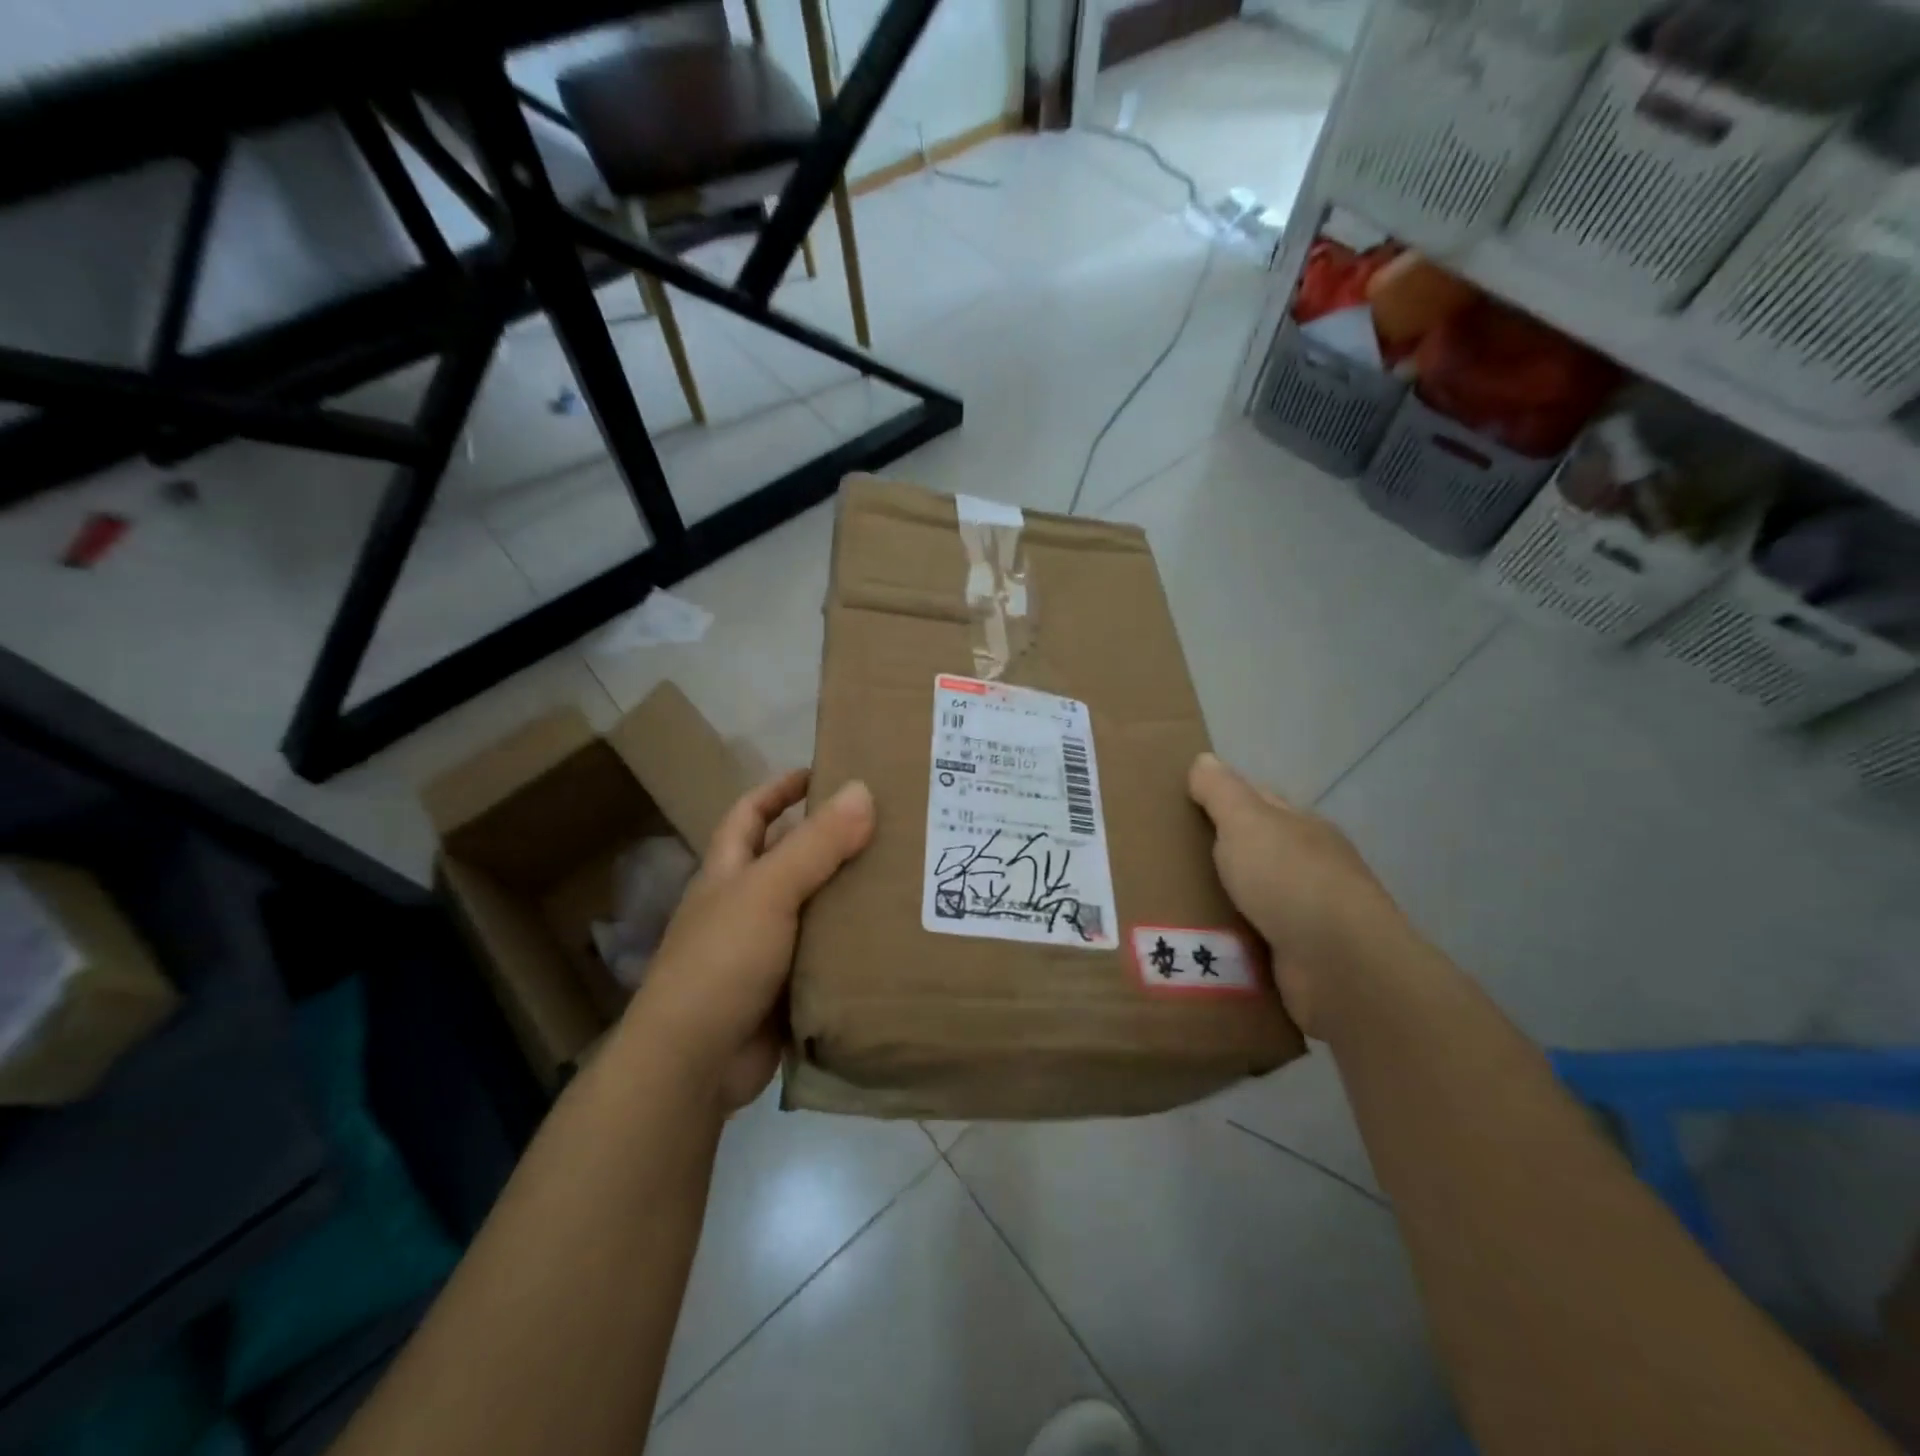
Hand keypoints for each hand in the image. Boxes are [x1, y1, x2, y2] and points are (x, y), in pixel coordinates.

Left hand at [627, 770, 874, 1110]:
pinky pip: (826, 954)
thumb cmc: (722, 961)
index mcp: (729, 872)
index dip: (780, 789)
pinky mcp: (787, 988)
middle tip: (889, 825)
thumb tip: (863, 790)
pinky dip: (853, 944)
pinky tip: (893, 936)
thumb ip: (816, 843)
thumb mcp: (769, 891)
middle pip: (790, 859)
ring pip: (814, 908)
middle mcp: (745, 905)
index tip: (824, 772)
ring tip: (906, 876)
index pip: (751, 814)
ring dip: (849, 894)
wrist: (694, 1063)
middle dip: (831, 840)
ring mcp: (765, 949)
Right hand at [1188, 753, 1404, 1037]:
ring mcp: (1307, 916)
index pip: (1258, 803)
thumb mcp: (1247, 823)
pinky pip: (1250, 943)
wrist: (1341, 967)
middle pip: (1252, 852)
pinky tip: (1194, 945)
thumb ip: (1222, 792)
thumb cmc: (1290, 881)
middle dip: (1213, 855)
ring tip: (1165, 904)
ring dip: (1218, 903)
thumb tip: (1203, 760)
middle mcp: (1309, 868)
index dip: (1221, 799)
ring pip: (1249, 900)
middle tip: (1160, 860)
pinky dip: (1228, 943)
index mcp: (1301, 829)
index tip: (1179, 807)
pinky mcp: (1298, 960)